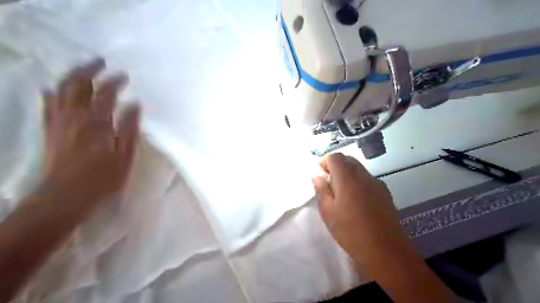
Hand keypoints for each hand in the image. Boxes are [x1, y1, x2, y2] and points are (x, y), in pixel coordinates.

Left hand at [42, 57, 138, 205]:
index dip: (114, 81)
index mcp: (96, 123)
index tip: (124, 75)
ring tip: (83, 70)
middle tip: (100, 62)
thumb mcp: (125, 155)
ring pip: (61, 91)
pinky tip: (54, 89)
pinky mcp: (50, 132)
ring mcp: (59, 123)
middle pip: (77, 85)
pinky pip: (48, 106)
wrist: (65, 199)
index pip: (104, 93)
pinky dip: (52, 93)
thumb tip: (134, 104)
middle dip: (88, 70)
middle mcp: (74, 117)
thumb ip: (129, 128)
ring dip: (71, 77)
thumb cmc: (103, 179)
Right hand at [313, 152, 409, 263]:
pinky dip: (358, 181)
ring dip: (348, 173)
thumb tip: (317, 176)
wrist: (384, 248)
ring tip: (342, 192)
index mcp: (347, 178)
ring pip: (359, 168)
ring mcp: (376, 182)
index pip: (335, 157)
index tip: (321, 173)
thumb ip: (322, 190)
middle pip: (348, 159)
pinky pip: (368, 178)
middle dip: (336, 166)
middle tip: (329, 182)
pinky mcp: (384, 191)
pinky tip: (357, 199)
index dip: (325, 161)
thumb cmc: (350, 231)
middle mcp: (363, 175)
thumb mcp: (328, 212)